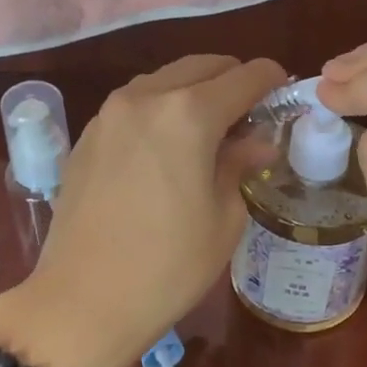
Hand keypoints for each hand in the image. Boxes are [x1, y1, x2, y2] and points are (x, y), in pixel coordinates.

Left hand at [0, 54, 285, 366]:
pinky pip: (135, 103)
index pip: (245, 76)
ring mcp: (109, 113)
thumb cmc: (168, 266)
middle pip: (202, 65)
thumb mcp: (224, 217)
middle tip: (250, 115)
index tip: (285, 95)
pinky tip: (166, 147)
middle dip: (233, 80)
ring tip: (209, 130)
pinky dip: (161, 108)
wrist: (82, 301)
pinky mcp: (87, 135)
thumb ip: (241, 163)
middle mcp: (146, 97)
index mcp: (188, 114)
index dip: (272, 80)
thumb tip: (257, 140)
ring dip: (194, 90)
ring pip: (165, 78)